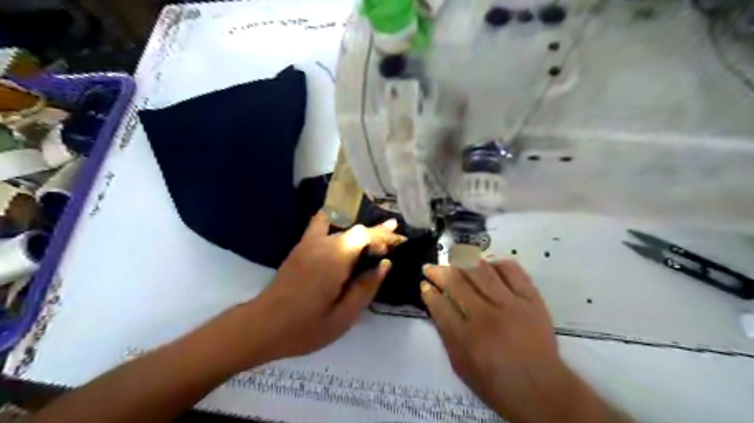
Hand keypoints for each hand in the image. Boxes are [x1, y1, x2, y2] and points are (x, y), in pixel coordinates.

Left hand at [241, 213, 405, 364]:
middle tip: (394, 239)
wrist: (262, 326)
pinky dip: (335, 221)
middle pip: (355, 229)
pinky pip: (320, 225)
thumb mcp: (344, 316)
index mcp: (335, 259)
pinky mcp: (300, 247)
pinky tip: (344, 227)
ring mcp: (308, 243)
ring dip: (360, 229)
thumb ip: (366, 288)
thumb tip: (385, 265)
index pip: (365, 235)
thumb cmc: (305, 327)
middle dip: (376, 234)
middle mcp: (322, 243)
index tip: (399, 241)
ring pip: (341, 225)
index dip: (383, 236)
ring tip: (376, 235)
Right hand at [422, 261, 631, 422]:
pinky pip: (511, 269)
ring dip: (461, 261)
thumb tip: (436, 303)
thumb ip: (446, 333)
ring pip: (480, 270)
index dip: (428, 291)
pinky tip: (485, 263)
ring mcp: (511, 304)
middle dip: (438, 271)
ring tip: (453, 259)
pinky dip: (495, 262)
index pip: (439, 304)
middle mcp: (487, 317)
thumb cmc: (496, 383)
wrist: (542, 390)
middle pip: (456, 282)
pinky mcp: (531, 299)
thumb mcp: (460, 366)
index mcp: (467, 338)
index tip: (425, 285)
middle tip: (431, 267)